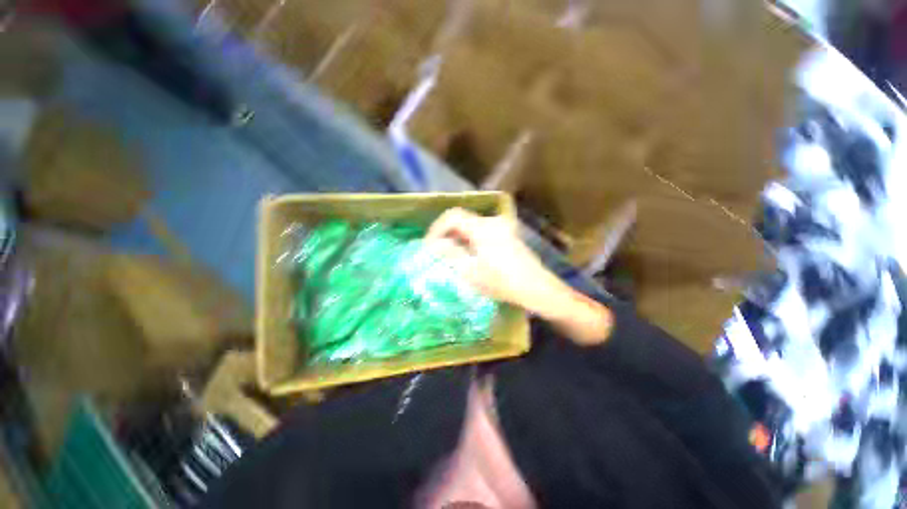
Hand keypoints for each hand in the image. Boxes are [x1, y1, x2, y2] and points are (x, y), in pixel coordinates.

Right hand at [426, 208, 611, 344]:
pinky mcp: (507, 236)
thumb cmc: (503, 283)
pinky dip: (470, 240)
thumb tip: (434, 244)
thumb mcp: (471, 271)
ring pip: (472, 226)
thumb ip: (450, 254)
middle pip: (462, 219)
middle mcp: (492, 222)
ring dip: (458, 237)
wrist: (538, 289)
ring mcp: (502, 228)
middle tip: (437, 251)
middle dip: (447, 233)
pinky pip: (482, 232)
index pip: (452, 216)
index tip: (429, 245)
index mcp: (482, 227)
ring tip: (450, 255)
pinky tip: (469, 255)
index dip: (437, 228)